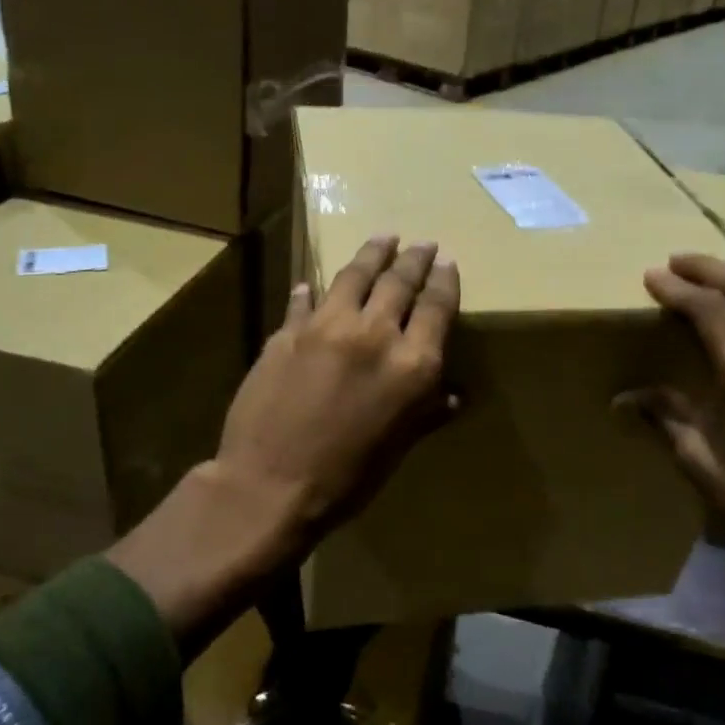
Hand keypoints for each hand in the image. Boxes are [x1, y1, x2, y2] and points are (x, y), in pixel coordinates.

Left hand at [212, 234, 459, 545]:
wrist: (271, 485)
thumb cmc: (347, 478)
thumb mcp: (398, 447)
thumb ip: (427, 412)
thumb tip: (454, 395)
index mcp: (412, 364)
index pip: (436, 306)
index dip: (444, 280)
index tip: (447, 262)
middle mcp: (374, 334)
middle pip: (400, 281)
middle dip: (414, 258)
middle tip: (422, 242)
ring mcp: (327, 327)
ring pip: (355, 276)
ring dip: (372, 254)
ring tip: (383, 238)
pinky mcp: (288, 332)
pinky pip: (305, 301)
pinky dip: (312, 291)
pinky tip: (312, 284)